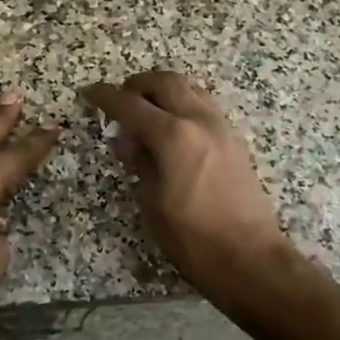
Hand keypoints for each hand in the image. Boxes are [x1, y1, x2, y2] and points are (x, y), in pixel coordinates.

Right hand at [80, 71, 299, 311]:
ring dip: (164, 92)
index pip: (131, 105)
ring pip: (190, 89)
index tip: (89, 93)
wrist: (249, 258)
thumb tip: (125, 139)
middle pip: (166, 82)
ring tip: (146, 113)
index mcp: (173, 136)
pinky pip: (204, 107)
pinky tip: (173, 130)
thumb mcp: (152, 203)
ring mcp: (222, 128)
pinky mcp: (235, 141)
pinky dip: (183, 105)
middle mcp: (199, 121)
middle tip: (120, 100)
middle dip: (138, 84)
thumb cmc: (192, 238)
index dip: (105, 97)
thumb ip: (138, 162)